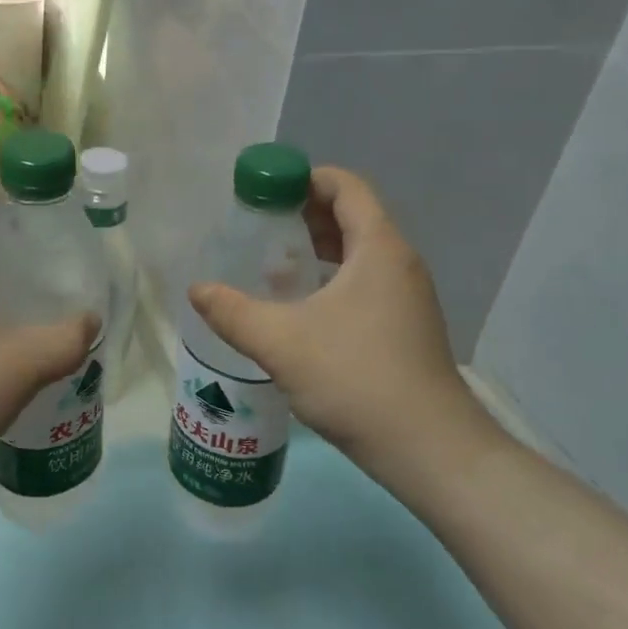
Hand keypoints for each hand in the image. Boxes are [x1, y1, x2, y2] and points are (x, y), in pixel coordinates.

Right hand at [188, 167, 484, 485]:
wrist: (429, 449)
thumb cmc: (356, 379)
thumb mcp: (281, 343)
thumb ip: (233, 312)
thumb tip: (197, 290)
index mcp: (378, 248)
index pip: (345, 186)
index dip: (304, 179)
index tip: (264, 192)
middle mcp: (400, 263)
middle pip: (352, 216)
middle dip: (304, 215)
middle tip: (260, 227)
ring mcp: (408, 296)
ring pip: (359, 253)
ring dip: (318, 250)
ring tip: (274, 265)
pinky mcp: (407, 326)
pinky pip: (367, 282)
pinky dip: (333, 279)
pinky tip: (302, 309)